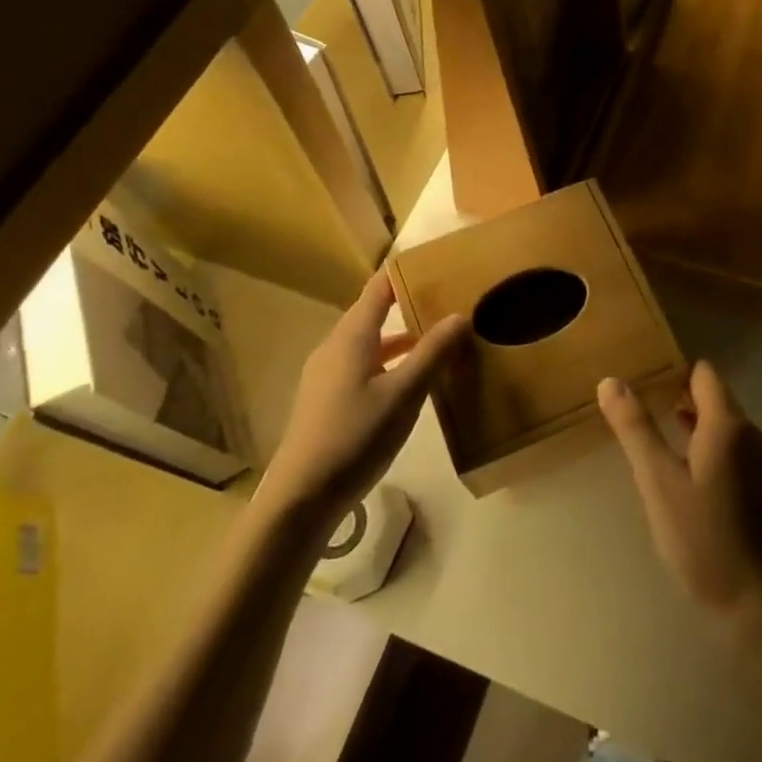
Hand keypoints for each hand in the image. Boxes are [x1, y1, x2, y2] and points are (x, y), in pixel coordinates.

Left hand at [258, 271, 468, 522]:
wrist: (301, 497)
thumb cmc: (355, 436)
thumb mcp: (404, 395)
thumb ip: (432, 354)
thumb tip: (460, 315)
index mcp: (351, 337)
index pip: (378, 289)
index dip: (404, 273)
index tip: (436, 264)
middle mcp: (335, 348)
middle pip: (372, 314)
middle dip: (407, 305)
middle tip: (447, 302)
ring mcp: (326, 375)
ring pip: (368, 344)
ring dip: (400, 339)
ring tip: (436, 341)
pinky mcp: (326, 401)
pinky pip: (362, 366)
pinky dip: (388, 363)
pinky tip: (408, 383)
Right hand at [598, 361, 761, 636]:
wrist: (757, 606)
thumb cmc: (703, 539)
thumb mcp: (658, 482)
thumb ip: (635, 428)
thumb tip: (610, 381)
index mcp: (729, 424)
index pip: (703, 374)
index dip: (673, 372)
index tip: (643, 382)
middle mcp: (753, 433)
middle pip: (713, 397)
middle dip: (678, 399)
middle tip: (639, 413)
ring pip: (723, 425)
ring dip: (691, 426)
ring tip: (655, 440)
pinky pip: (733, 449)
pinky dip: (707, 449)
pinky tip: (683, 474)